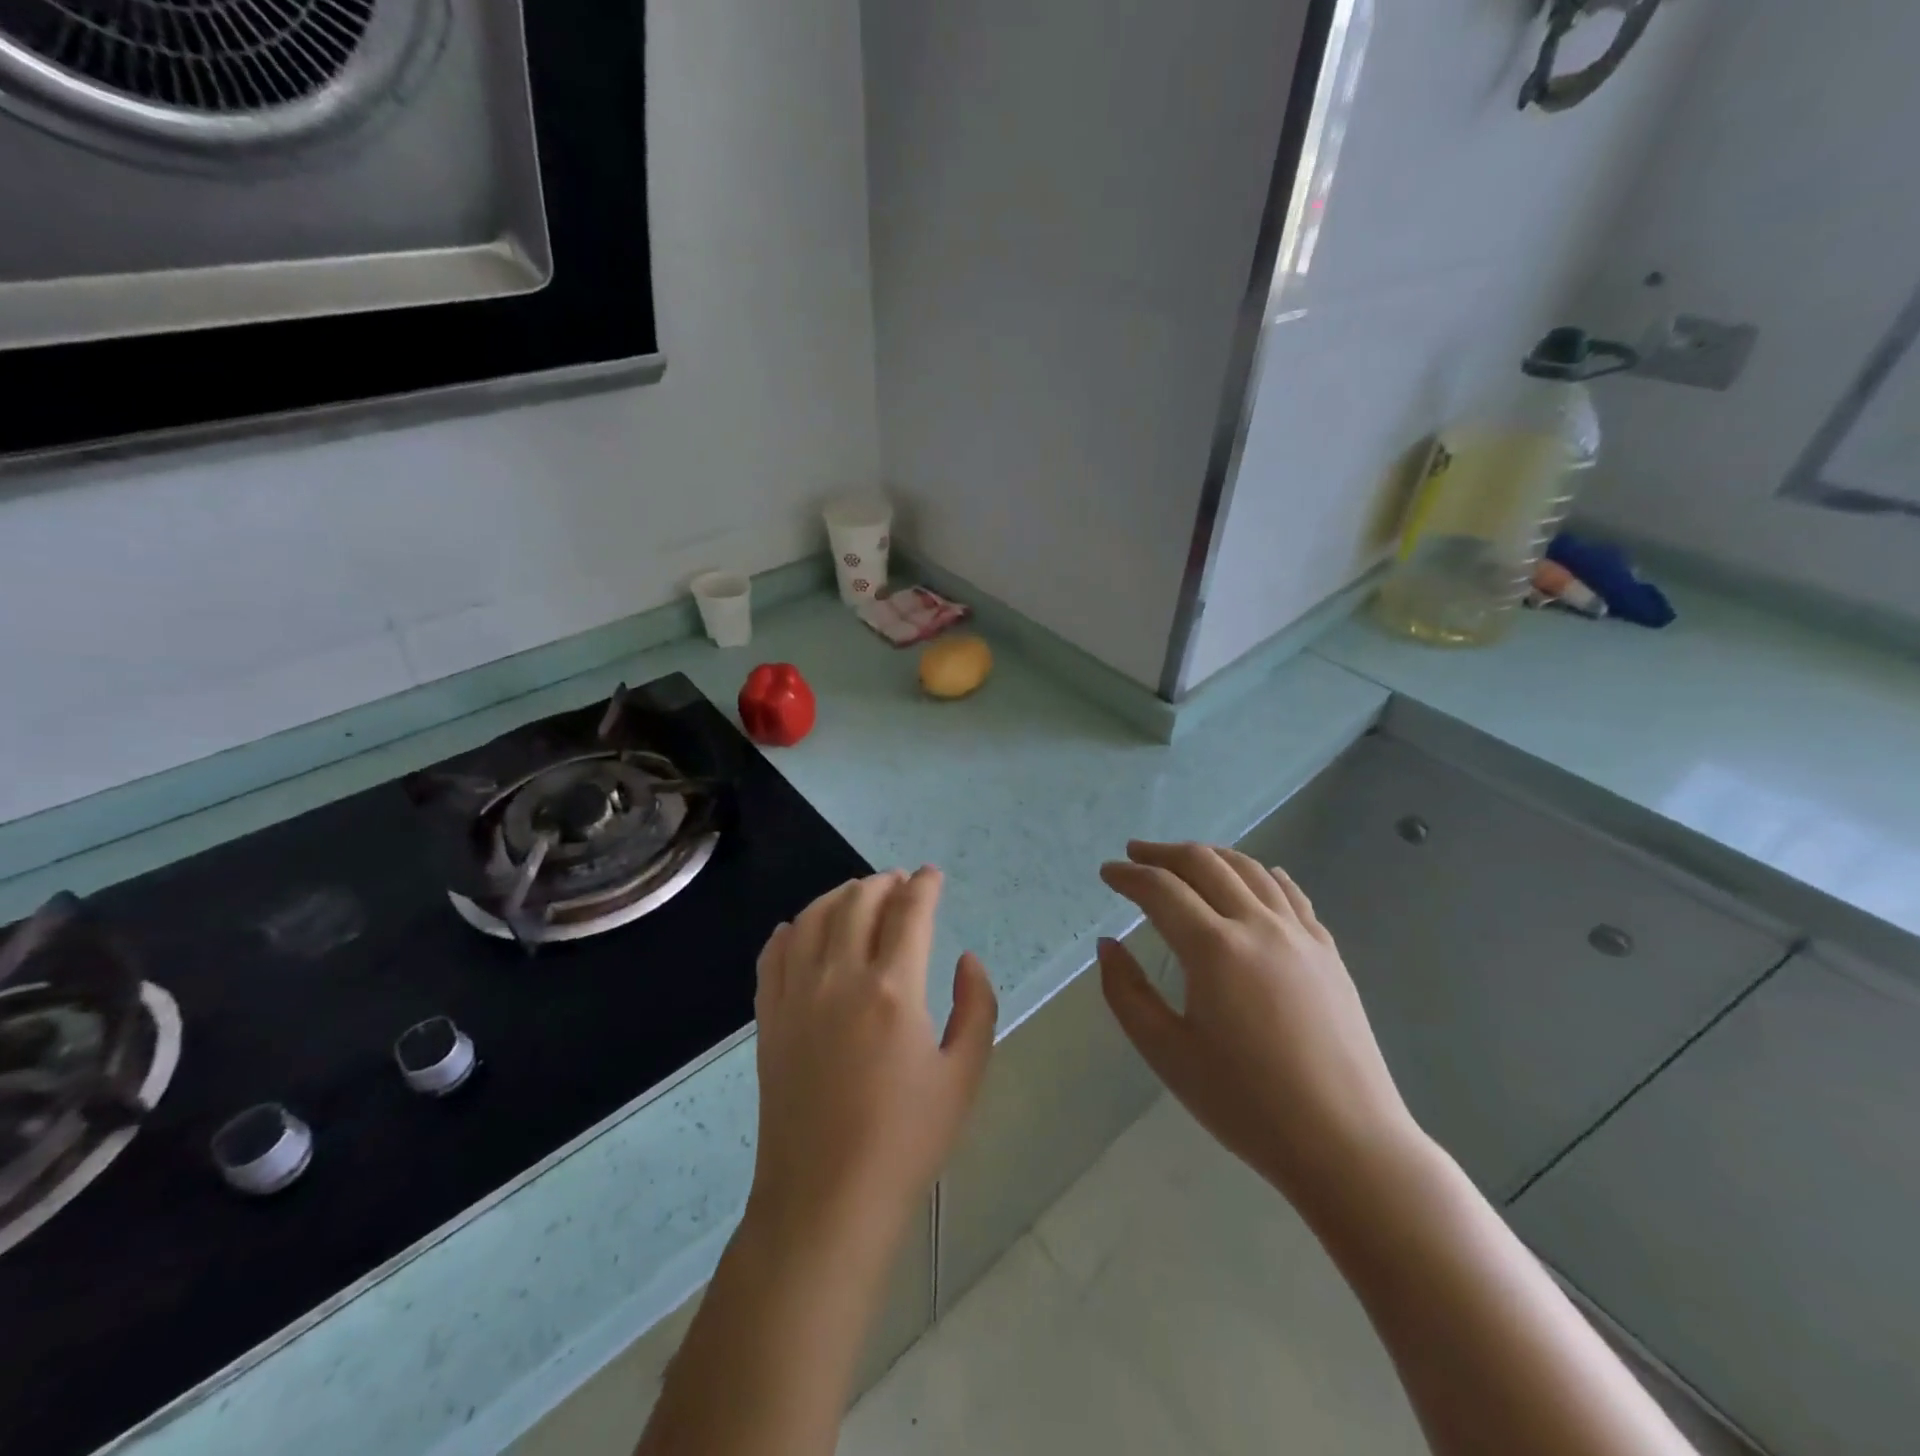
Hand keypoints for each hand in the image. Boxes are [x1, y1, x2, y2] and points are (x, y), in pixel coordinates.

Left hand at [748, 867, 997, 1246]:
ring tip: (858, 895)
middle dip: (884, 882)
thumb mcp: (964, 1076)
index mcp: (894, 989)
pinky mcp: (769, 1018)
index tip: (932, 875)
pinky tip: (800, 928)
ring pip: (812, 917)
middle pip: (858, 902)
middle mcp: (840, 977)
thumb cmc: (906, 1141)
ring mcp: (797, 995)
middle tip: (900, 883)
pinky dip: (790, 929)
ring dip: (839, 895)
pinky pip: (774, 954)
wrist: (825, 1199)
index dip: (924, 885)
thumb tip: (966, 959)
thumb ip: (976, 1006)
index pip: (909, 911)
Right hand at [1098, 841, 1422, 1214]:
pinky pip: (1290, 894)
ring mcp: (1299, 935)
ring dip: (1210, 855)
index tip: (1107, 873)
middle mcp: (1257, 925)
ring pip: (1250, 869)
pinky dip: (1261, 874)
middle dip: (1164, 853)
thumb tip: (1108, 945)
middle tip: (1135, 854)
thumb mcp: (1167, 1054)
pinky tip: (1255, 876)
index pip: (1161, 890)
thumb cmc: (1246, 1104)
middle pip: (1205, 864)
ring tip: (1185, 860)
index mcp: (1214, 949)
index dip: (1129, 876)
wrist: (1346, 1143)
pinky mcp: (1327, 952)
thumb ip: (1126, 993)